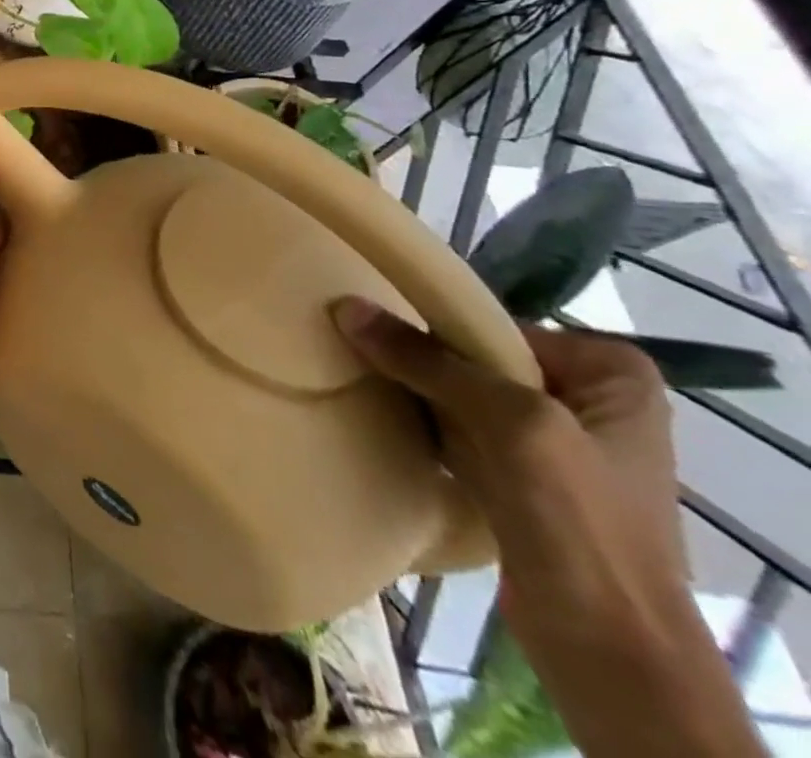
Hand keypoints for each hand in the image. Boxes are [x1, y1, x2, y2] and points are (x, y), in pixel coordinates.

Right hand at [334, 303, 687, 658]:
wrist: (608, 650)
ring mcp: (552, 446)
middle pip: (476, 358)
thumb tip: (344, 305)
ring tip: (352, 372)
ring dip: (411, 390)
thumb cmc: (580, 522)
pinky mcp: (518, 482)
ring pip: (460, 395)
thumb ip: (427, 360)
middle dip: (418, 356)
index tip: (376, 322)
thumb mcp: (507, 422)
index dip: (436, 323)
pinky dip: (418, 424)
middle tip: (351, 342)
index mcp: (610, 375)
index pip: (497, 324)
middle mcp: (585, 401)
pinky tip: (375, 414)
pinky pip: (454, 431)